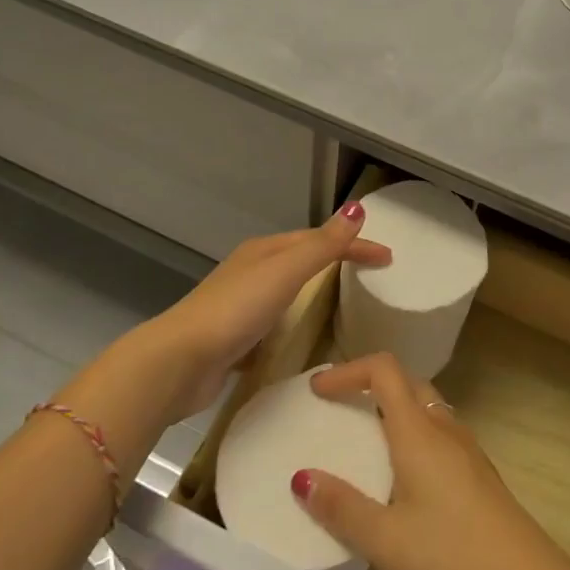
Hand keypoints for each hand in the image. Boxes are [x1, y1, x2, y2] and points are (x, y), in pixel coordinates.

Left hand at [143, 204, 391, 421]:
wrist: (180, 362)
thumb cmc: (237, 310)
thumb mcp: (285, 271)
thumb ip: (322, 244)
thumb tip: (357, 208)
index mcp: (265, 251)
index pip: (320, 239)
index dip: (355, 245)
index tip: (388, 259)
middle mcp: (253, 272)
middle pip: (303, 261)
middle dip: (336, 263)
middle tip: (371, 279)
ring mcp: (242, 306)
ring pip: (289, 293)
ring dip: (316, 295)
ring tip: (346, 310)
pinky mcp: (236, 339)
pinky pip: (277, 324)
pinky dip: (296, 325)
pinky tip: (306, 343)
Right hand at [294, 353, 569, 569]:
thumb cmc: (452, 555)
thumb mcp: (386, 540)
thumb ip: (342, 508)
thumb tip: (302, 477)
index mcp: (418, 430)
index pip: (384, 369)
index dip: (348, 370)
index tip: (318, 390)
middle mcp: (443, 426)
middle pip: (405, 381)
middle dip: (368, 384)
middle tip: (338, 407)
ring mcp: (466, 446)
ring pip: (424, 405)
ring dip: (392, 407)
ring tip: (364, 436)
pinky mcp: (477, 469)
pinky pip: (437, 429)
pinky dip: (411, 430)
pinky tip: (403, 472)